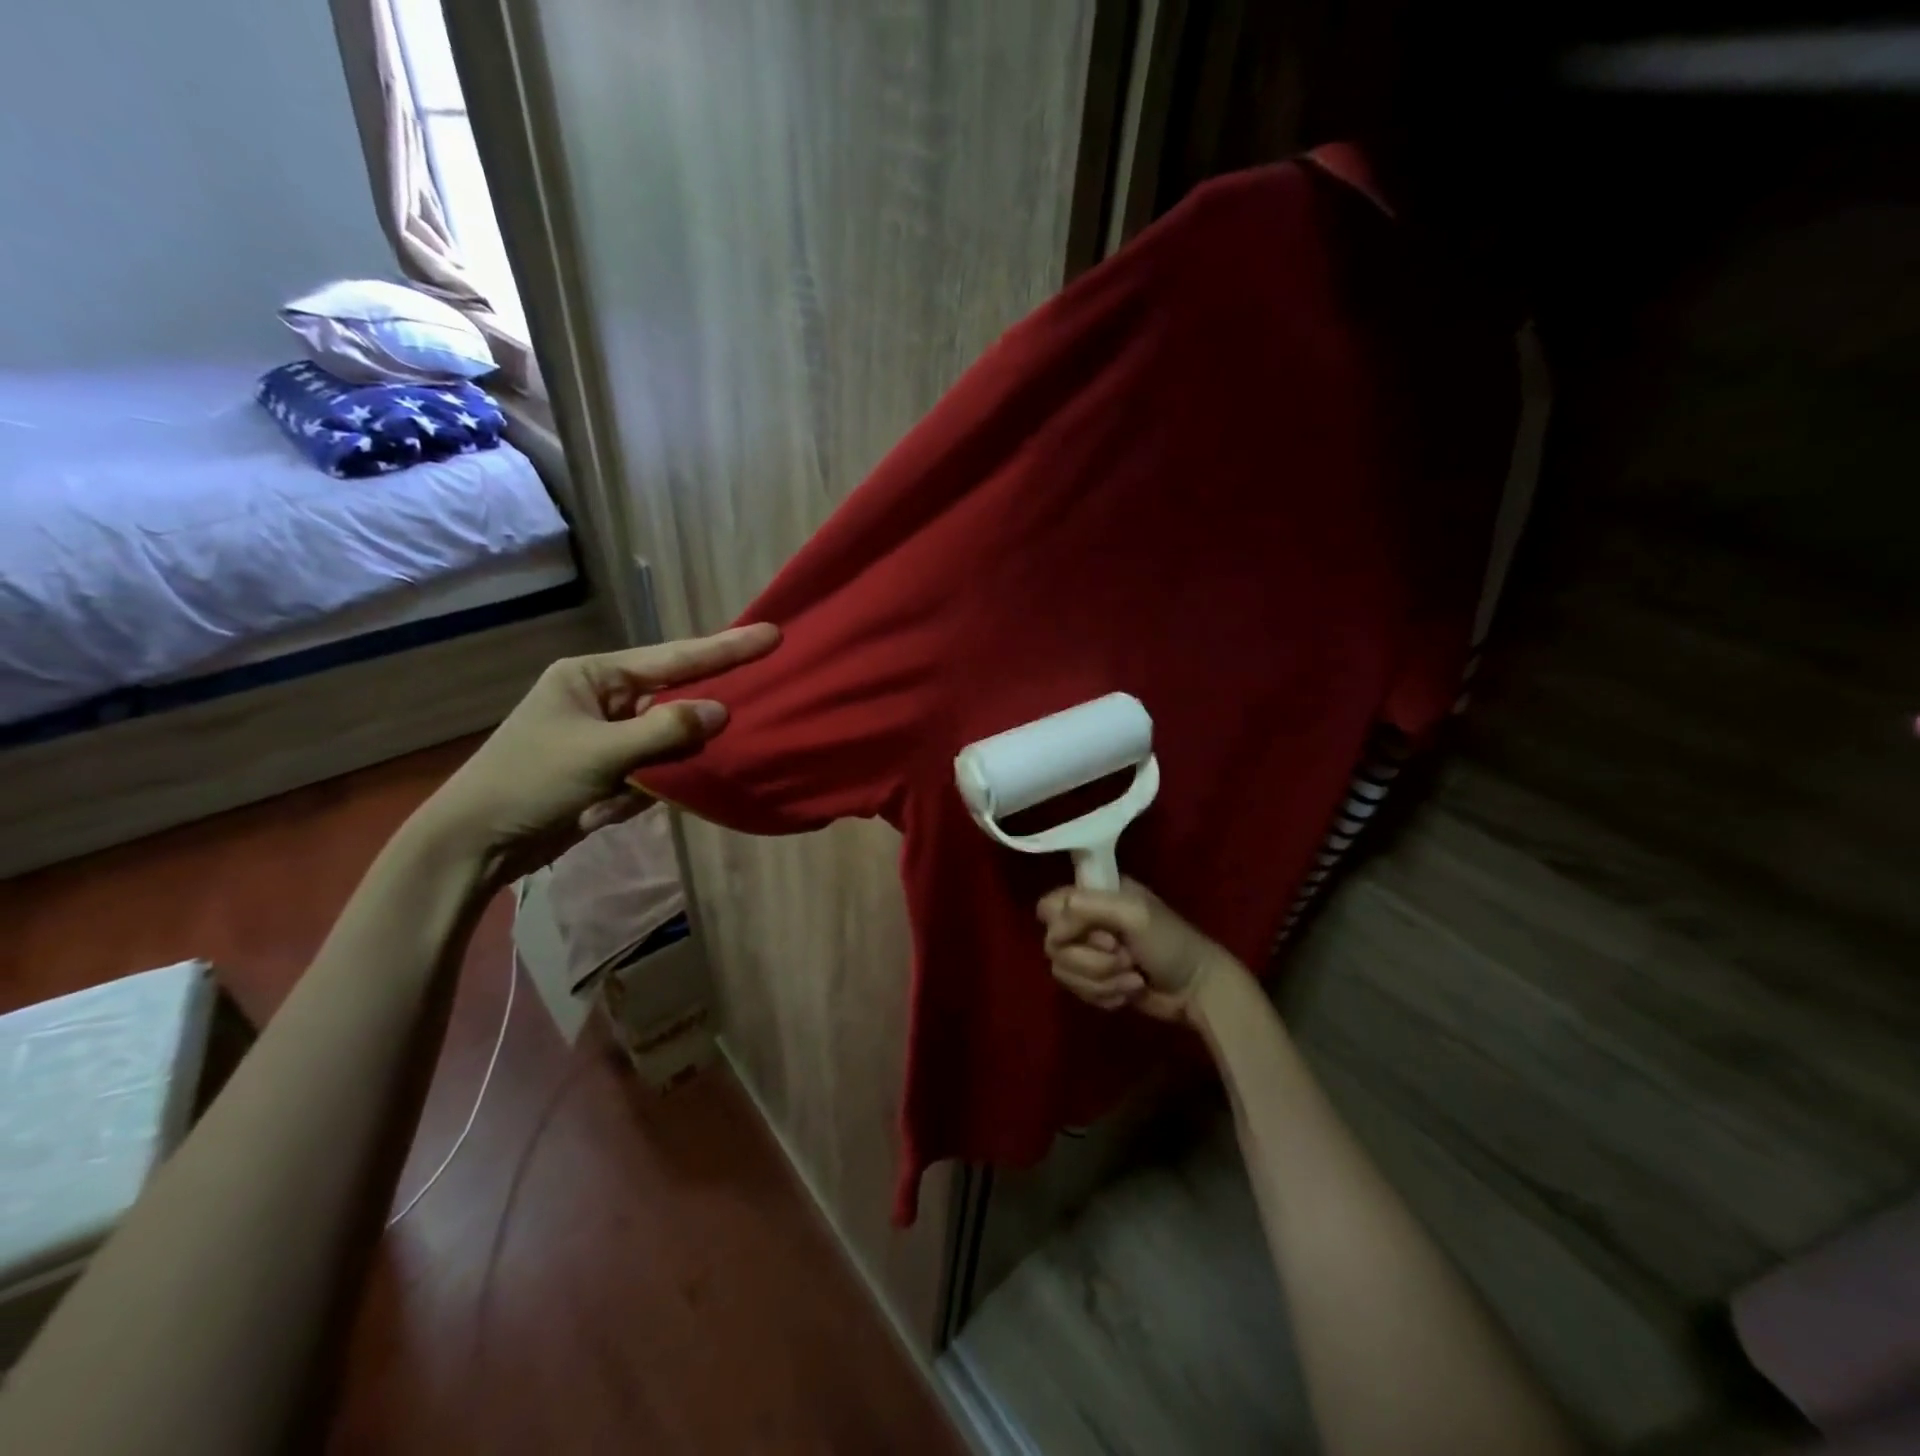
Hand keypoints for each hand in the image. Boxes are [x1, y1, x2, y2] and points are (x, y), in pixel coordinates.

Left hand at [418, 622, 779, 882]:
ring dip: (654, 774)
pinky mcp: (609, 770)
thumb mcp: (600, 754)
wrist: (475, 843)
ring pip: (665, 743)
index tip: (771, 635)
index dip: (725, 649)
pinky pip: (651, 772)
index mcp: (594, 675)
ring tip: (613, 794)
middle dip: (686, 729)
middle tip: (708, 737)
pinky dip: (638, 794)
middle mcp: (604, 698)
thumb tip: (721, 712)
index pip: (673, 658)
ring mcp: (607, 736)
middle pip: (672, 702)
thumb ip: (665, 730)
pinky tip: (601, 810)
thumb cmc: (529, 782)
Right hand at [1037, 879, 1237, 1023]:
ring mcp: (1090, 953)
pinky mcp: (1095, 981)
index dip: (1063, 925)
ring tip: (1133, 978)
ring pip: (1063, 971)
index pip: (1050, 906)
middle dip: (1091, 959)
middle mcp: (1087, 921)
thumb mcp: (1133, 913)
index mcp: (1095, 894)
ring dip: (1101, 980)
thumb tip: (1052, 932)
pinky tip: (1131, 991)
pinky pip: (1077, 991)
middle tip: (1124, 957)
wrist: (1197, 989)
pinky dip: (1105, 995)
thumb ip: (1087, 908)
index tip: (1095, 935)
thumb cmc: (1170, 943)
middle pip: (1054, 944)